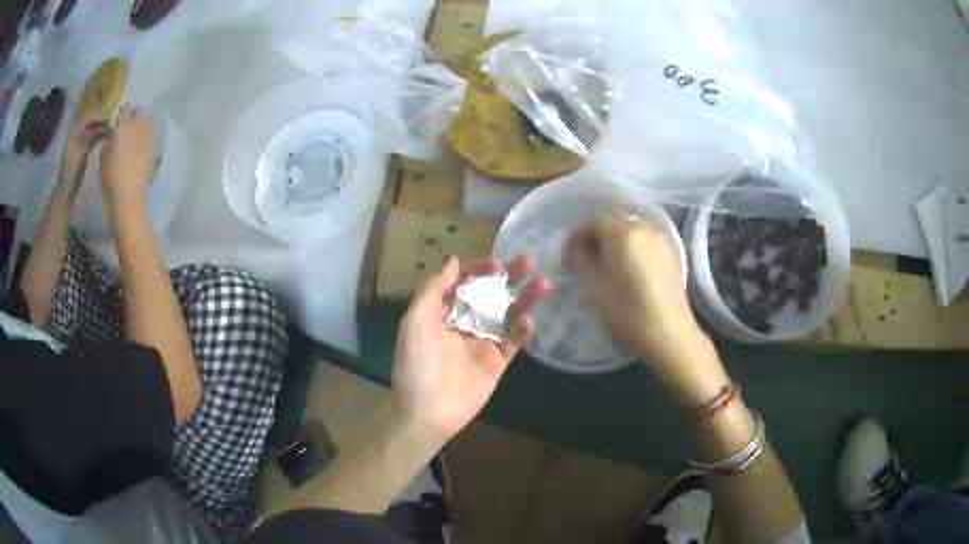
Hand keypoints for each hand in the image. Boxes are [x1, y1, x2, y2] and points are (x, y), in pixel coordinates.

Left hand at [59, 113, 110, 200]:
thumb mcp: (82, 152)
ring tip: (109, 130)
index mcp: (74, 133)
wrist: (66, 190)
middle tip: (112, 124)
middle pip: (90, 122)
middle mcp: (75, 134)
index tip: (110, 118)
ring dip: (100, 128)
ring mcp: (77, 143)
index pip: (88, 118)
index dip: (99, 116)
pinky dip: (97, 136)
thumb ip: (92, 137)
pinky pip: (90, 137)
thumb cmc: (73, 171)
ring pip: (91, 130)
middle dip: (100, 122)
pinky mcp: (80, 150)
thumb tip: (105, 126)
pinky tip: (104, 138)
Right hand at [99, 105, 155, 210]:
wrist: (128, 195)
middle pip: (139, 111)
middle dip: (133, 116)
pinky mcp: (155, 146)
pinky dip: (146, 137)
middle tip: (126, 130)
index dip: (121, 115)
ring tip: (134, 138)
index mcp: (123, 125)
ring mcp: (148, 134)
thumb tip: (113, 134)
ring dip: (141, 125)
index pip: (126, 108)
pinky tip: (140, 149)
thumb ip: (110, 139)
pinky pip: (151, 134)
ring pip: (147, 120)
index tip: (117, 124)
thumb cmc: (110, 177)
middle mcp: (138, 125)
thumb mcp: (103, 155)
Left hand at [392, 256, 550, 441]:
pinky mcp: (498, 362)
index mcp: (443, 311)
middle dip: (509, 276)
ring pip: (507, 314)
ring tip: (543, 284)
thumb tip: (455, 261)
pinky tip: (530, 320)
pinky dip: (523, 330)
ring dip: (524, 299)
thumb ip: (434, 290)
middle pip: (491, 294)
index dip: (480, 269)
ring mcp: (483, 342)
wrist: (426, 411)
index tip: (497, 262)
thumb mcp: (415, 322)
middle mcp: (465, 322)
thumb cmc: (416, 364)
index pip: (465, 281)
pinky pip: (513, 341)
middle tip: (530, 261)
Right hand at [564, 213, 728, 406]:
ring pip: (631, 225)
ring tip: (605, 260)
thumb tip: (575, 251)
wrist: (669, 333)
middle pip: (613, 218)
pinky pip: (645, 236)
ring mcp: (659, 238)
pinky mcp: (670, 251)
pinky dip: (631, 242)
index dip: (576, 235)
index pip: (593, 221)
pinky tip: (626, 264)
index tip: (568, 256)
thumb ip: (582, 261)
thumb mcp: (595, 288)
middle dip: (595, 233)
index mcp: (622, 233)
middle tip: (584, 256)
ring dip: (614, 236)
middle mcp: (642, 227)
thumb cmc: (628, 312)